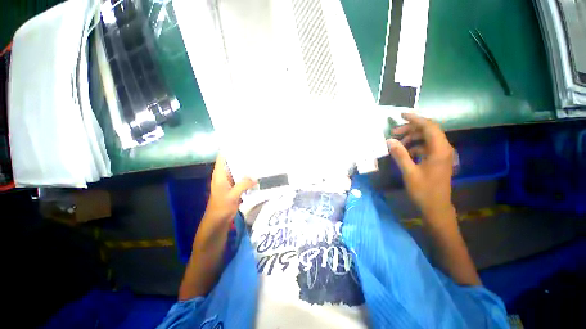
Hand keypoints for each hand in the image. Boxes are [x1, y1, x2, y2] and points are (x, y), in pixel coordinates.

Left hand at [204, 155, 256, 224]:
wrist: (217, 222)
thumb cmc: (221, 207)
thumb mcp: (233, 195)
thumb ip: (243, 185)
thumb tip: (255, 178)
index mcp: (220, 175)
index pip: (223, 157)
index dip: (229, 149)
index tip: (240, 143)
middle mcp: (224, 176)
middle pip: (232, 163)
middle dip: (241, 157)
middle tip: (254, 151)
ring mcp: (229, 182)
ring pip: (237, 171)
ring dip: (245, 167)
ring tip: (257, 161)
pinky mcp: (234, 188)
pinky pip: (241, 179)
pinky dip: (247, 177)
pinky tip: (256, 175)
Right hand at [388, 113, 454, 218]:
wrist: (436, 207)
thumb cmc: (423, 190)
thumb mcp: (409, 172)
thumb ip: (400, 154)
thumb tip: (389, 140)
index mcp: (439, 150)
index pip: (429, 126)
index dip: (415, 119)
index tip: (401, 115)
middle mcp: (443, 149)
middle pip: (428, 131)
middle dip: (410, 129)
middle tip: (394, 132)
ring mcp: (440, 154)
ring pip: (426, 139)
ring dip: (411, 138)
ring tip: (397, 143)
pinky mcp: (437, 160)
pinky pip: (425, 147)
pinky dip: (414, 147)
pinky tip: (404, 153)